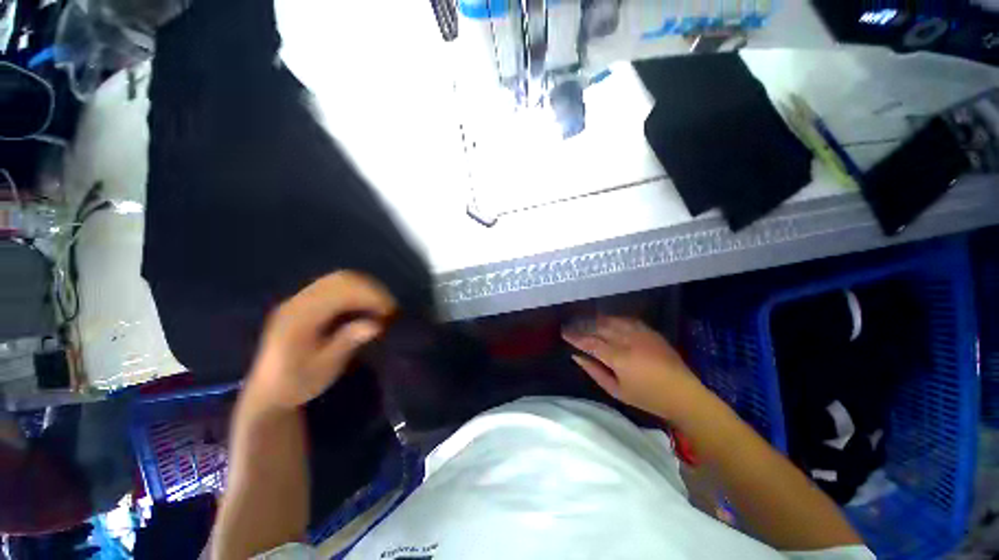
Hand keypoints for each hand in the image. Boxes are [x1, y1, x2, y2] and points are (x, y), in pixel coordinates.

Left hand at [246, 271, 396, 410]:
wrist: (269, 392)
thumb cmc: (298, 383)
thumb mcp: (324, 368)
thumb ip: (347, 342)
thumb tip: (375, 325)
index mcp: (299, 317)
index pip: (340, 292)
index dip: (370, 296)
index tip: (391, 312)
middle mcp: (298, 301)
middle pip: (341, 279)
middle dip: (371, 289)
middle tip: (389, 308)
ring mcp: (299, 299)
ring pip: (339, 279)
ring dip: (365, 289)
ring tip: (381, 306)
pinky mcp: (304, 303)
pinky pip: (334, 286)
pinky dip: (355, 292)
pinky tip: (365, 306)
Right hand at [563, 316, 704, 420]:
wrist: (684, 394)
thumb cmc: (647, 398)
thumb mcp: (616, 391)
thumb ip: (594, 372)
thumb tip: (577, 357)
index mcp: (618, 357)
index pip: (590, 342)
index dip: (575, 337)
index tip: (564, 333)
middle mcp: (627, 341)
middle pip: (599, 328)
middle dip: (583, 325)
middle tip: (571, 325)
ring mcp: (640, 334)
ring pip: (612, 321)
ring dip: (596, 319)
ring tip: (586, 320)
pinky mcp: (650, 332)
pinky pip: (627, 320)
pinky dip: (614, 319)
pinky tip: (608, 320)